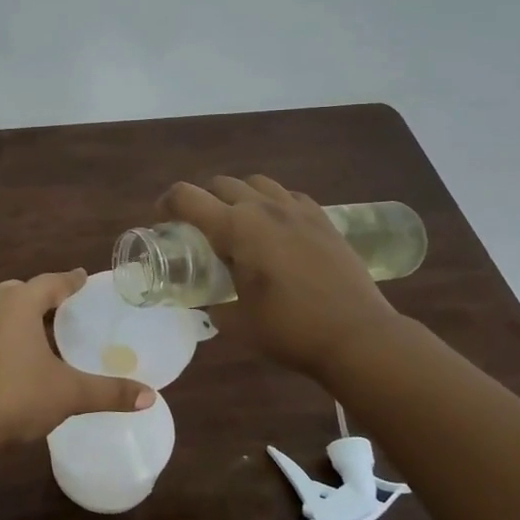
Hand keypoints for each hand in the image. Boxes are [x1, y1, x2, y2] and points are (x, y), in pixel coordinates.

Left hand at [0, 270, 155, 447]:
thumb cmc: (18, 396)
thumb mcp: (69, 393)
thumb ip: (109, 392)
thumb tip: (150, 396)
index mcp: (19, 303)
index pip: (50, 282)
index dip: (70, 281)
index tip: (83, 277)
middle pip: (21, 291)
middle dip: (42, 296)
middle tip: (64, 307)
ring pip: (0, 310)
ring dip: (20, 315)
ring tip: (41, 331)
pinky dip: (5, 334)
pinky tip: (15, 356)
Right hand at [161, 175, 397, 373]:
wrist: (357, 336)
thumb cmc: (289, 330)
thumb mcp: (234, 322)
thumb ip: (212, 302)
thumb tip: (207, 297)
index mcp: (235, 228)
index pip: (186, 197)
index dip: (166, 204)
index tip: (162, 221)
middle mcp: (263, 208)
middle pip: (220, 184)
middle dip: (202, 200)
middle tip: (199, 229)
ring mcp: (297, 210)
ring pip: (256, 183)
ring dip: (238, 197)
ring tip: (239, 224)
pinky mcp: (323, 219)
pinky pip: (288, 196)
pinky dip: (272, 204)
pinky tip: (276, 229)